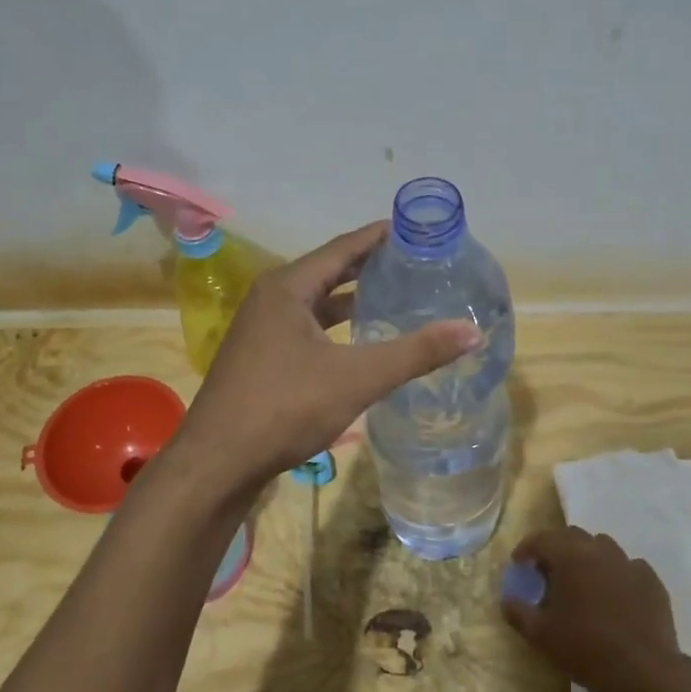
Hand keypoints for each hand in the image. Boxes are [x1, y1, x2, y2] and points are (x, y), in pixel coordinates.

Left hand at [174, 223, 479, 488]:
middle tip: (412, 263)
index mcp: (287, 288)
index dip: (379, 237)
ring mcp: (260, 331)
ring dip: (351, 300)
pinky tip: (357, 344)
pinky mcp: (260, 360)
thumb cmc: (284, 408)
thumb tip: (472, 332)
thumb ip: (415, 353)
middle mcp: (270, 300)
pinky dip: (334, 329)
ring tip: (392, 298)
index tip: (413, 229)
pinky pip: (306, 330)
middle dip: (369, 267)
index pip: (342, 248)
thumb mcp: (356, 378)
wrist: (218, 462)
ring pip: (315, 305)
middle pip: (328, 272)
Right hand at [502, 526, 690, 691]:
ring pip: (603, 547)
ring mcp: (629, 564)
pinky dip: (616, 574)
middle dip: (557, 548)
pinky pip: (628, 567)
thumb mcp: (540, 635)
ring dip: (587, 557)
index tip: (520, 563)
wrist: (642, 672)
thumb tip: (507, 600)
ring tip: (583, 582)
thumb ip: (518, 612)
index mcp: (570, 557)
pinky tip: (614, 596)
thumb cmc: (584, 648)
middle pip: (573, 536)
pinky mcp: (651, 581)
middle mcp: (600, 551)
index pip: (542, 539)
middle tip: (549, 571)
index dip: (527, 548)